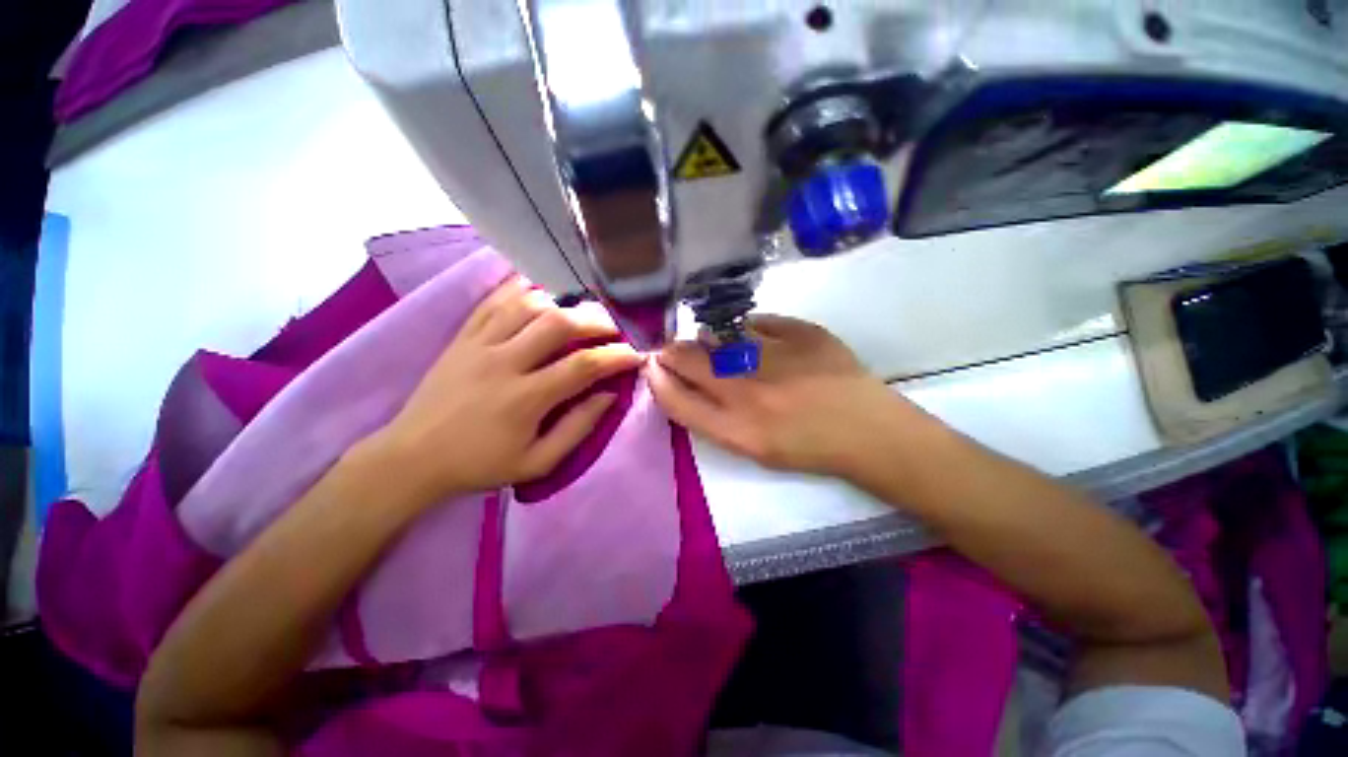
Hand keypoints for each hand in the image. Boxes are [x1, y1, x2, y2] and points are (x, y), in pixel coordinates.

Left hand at [366, 276, 643, 503]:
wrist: (412, 458)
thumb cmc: (480, 464)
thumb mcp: (537, 462)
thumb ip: (578, 428)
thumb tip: (609, 396)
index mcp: (526, 398)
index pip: (583, 364)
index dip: (616, 356)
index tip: (636, 354)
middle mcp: (504, 362)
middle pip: (559, 323)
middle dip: (597, 321)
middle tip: (615, 328)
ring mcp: (479, 343)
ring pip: (529, 304)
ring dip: (564, 303)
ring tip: (582, 313)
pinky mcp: (462, 336)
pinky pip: (493, 300)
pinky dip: (521, 289)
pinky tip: (541, 290)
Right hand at [645, 315, 930, 477]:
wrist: (868, 432)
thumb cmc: (807, 447)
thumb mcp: (752, 447)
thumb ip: (712, 415)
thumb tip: (686, 376)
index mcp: (735, 428)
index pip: (675, 399)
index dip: (656, 380)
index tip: (652, 367)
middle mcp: (747, 390)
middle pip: (688, 360)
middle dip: (670, 351)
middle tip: (673, 349)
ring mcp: (774, 356)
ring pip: (718, 334)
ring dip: (707, 338)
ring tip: (716, 345)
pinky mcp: (801, 332)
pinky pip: (757, 321)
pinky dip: (748, 328)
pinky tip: (755, 338)